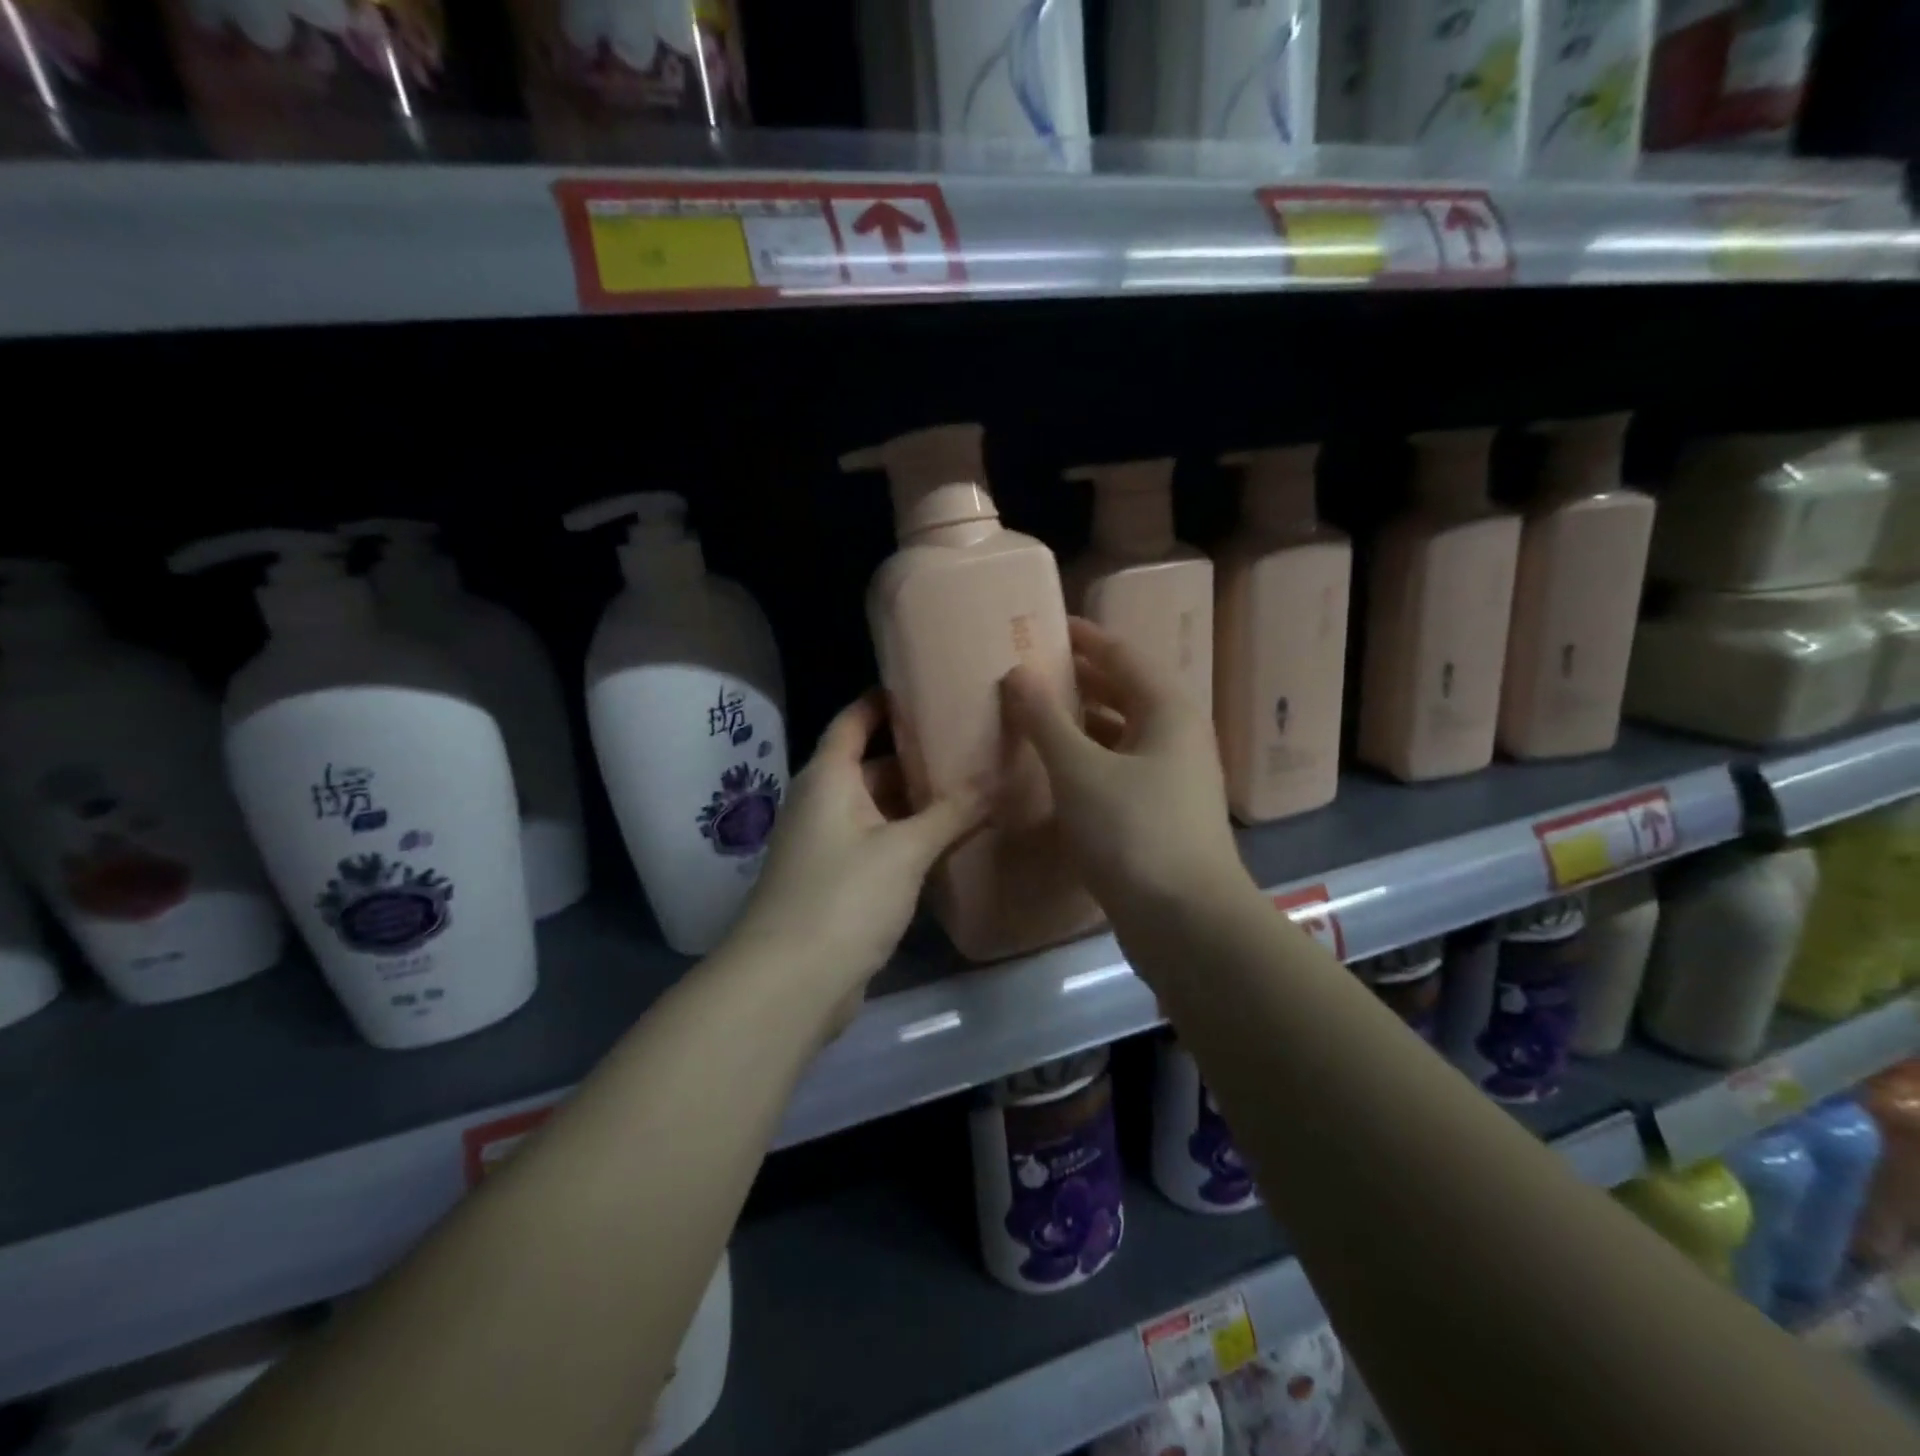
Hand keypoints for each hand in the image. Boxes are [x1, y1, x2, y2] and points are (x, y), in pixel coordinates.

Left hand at [728, 691, 985, 1025]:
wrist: (790, 984)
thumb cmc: (843, 896)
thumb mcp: (904, 850)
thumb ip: (951, 813)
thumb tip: (997, 779)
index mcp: (828, 778)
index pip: (854, 720)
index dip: (885, 700)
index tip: (927, 686)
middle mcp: (823, 803)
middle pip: (871, 765)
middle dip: (916, 755)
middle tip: (971, 741)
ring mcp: (829, 845)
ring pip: (879, 808)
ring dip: (917, 801)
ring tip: (972, 785)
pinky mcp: (839, 883)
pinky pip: (879, 844)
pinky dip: (910, 837)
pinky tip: (950, 839)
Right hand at [1001, 618, 1246, 920]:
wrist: (1187, 923)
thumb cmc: (1134, 832)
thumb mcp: (1080, 770)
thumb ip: (1045, 720)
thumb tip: (1017, 672)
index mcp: (1168, 710)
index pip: (1123, 654)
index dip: (1085, 637)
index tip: (1046, 626)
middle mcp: (1177, 737)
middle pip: (1125, 692)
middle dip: (1080, 679)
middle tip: (1031, 670)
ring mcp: (1172, 779)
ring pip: (1121, 735)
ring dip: (1081, 723)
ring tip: (1034, 716)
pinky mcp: (1160, 816)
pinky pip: (1119, 770)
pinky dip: (1088, 761)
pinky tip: (1055, 771)